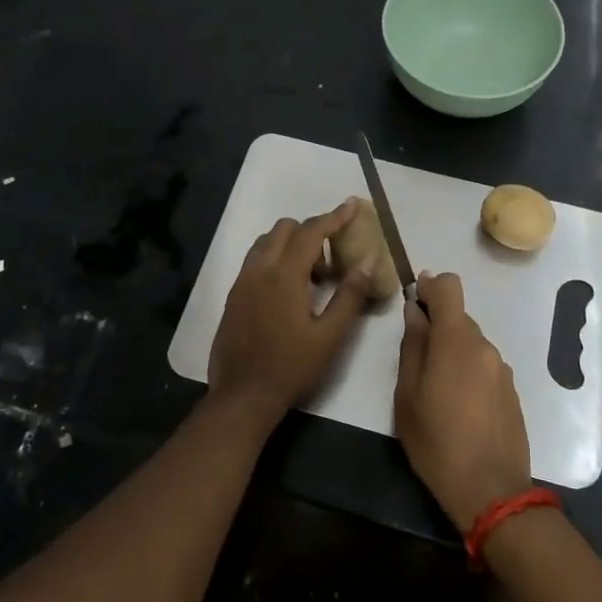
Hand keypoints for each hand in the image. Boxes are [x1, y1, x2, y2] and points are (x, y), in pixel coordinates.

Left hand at [208, 199, 377, 424]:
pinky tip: (288, 292)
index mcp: (284, 275)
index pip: (311, 232)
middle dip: (311, 232)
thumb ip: (350, 293)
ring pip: (266, 243)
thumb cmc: (292, 367)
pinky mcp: (233, 296)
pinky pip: (256, 261)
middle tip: (332, 259)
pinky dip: (275, 260)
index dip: (334, 217)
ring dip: (291, 245)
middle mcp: (259, 270)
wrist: (243, 396)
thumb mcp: (331, 335)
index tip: (351, 206)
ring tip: (311, 277)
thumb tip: (369, 258)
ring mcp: (242, 282)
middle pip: (285, 229)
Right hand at [394, 272, 531, 531]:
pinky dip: (468, 371)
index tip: (415, 299)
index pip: (450, 286)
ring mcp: (501, 369)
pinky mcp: (511, 390)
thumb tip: (415, 310)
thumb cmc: (437, 443)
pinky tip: (459, 406)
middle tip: (416, 359)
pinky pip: (484, 365)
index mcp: (456, 341)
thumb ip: (412, 346)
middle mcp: (484, 346)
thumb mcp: (408, 396)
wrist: (491, 491)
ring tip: (436, 390)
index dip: (431, 285)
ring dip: (453, 351)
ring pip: (471, 343)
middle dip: (437, 326)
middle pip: (459, 317)